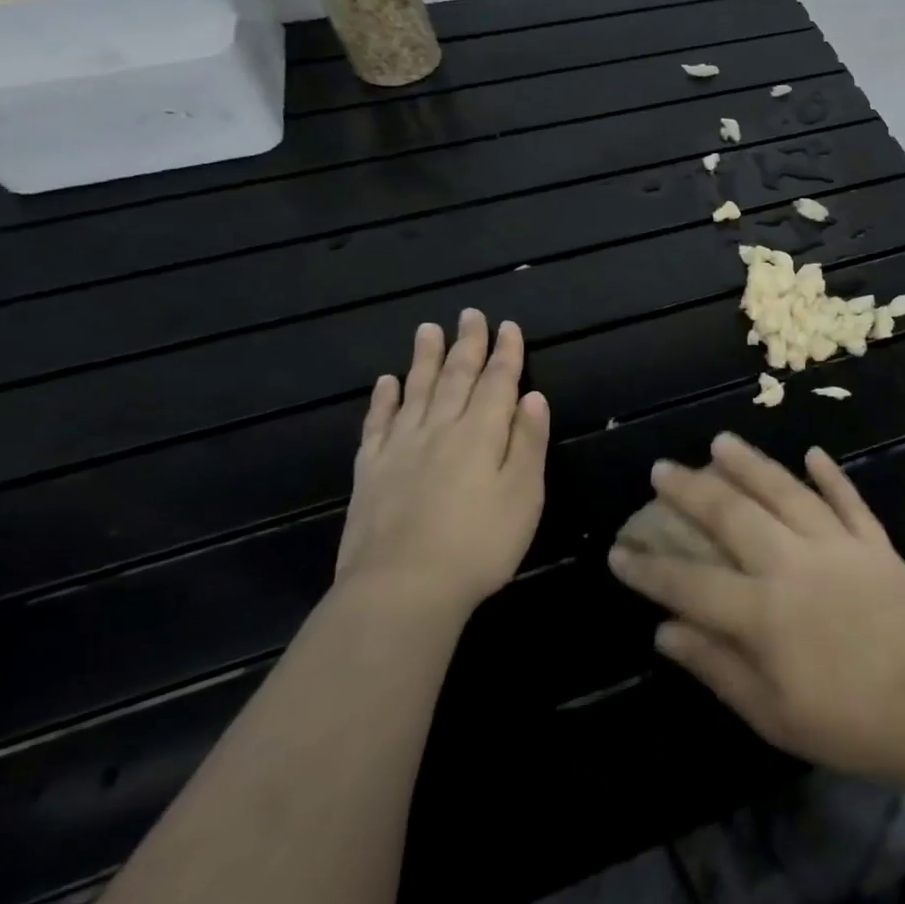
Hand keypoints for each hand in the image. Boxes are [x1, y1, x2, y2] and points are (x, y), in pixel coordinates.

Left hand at [337, 311, 549, 613]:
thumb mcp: (524, 494)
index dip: (506, 353)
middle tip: (470, 315)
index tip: (509, 326)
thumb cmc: (479, 544)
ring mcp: (401, 448)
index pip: (498, 382)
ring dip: (424, 358)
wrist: (402, 589)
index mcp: (481, 433)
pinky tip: (386, 383)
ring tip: (427, 329)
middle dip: (467, 345)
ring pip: (415, 391)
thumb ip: (527, 442)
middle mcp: (440, 429)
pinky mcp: (372, 472)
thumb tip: (533, 396)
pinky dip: (383, 400)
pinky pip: (378, 424)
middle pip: (455, 377)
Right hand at [606, 433, 904, 782]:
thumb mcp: (773, 713)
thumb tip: (665, 631)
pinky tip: (813, 453)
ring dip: (751, 464)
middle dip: (692, 491)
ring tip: (722, 441)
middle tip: (662, 469)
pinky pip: (848, 500)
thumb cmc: (851, 723)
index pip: (690, 583)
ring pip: (786, 492)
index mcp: (763, 612)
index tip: (619, 550)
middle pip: (733, 516)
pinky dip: (830, 475)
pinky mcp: (875, 543)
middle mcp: (793, 564)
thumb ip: (717, 666)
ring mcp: (838, 546)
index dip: (650, 569)